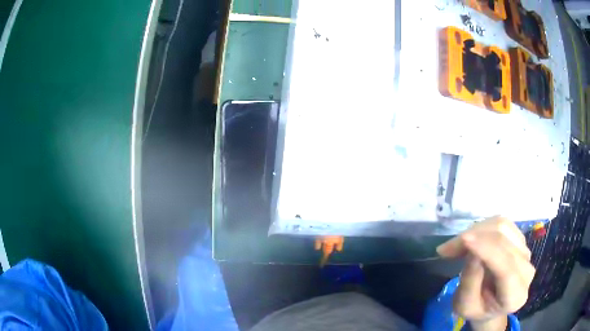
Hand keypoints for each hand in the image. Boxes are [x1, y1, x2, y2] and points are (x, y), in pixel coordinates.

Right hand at [437, 217, 535, 330]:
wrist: (492, 304)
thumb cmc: (477, 309)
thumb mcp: (466, 307)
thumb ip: (470, 283)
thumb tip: (472, 252)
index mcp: (515, 296)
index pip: (506, 267)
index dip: (487, 250)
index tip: (464, 240)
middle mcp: (526, 270)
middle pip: (504, 240)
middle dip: (474, 237)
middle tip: (446, 249)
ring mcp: (526, 251)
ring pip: (504, 226)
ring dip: (477, 230)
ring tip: (457, 245)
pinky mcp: (521, 240)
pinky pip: (503, 223)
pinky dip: (483, 227)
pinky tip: (471, 239)